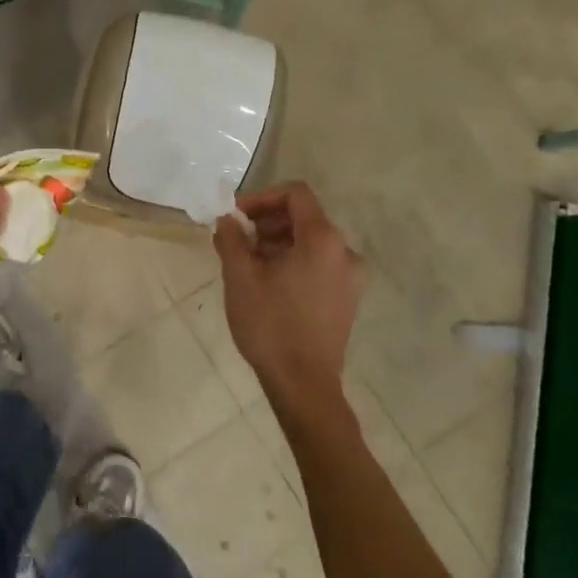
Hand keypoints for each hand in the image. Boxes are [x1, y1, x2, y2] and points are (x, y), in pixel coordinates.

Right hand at [213, 182, 365, 408]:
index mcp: (323, 239)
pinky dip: (293, 261)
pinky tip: (267, 282)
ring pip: (310, 241)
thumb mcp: (240, 276)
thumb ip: (232, 238)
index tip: (236, 216)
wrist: (303, 384)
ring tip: (247, 263)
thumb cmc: (270, 324)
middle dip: (266, 221)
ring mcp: (350, 277)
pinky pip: (318, 263)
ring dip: (277, 242)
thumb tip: (227, 220)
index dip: (261, 197)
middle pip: (304, 216)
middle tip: (236, 240)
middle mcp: (344, 251)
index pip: (295, 194)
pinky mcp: (346, 298)